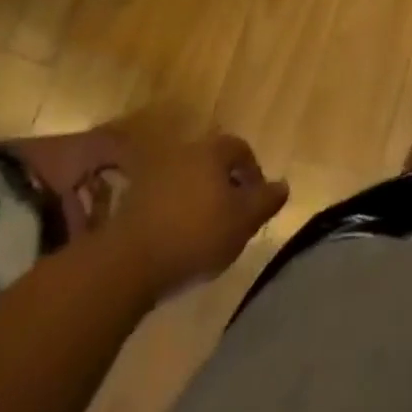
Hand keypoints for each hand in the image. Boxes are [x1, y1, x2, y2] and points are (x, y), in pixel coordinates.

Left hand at [110, 127, 288, 296]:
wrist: (128, 261)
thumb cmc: (195, 235)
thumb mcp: (242, 221)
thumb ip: (266, 201)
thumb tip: (283, 185)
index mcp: (212, 152)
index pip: (241, 149)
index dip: (253, 172)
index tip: (257, 200)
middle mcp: (184, 152)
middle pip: (213, 162)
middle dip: (226, 185)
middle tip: (233, 215)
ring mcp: (155, 174)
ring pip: (189, 180)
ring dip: (200, 199)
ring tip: (206, 230)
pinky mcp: (134, 199)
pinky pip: (166, 198)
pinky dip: (177, 212)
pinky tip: (179, 238)